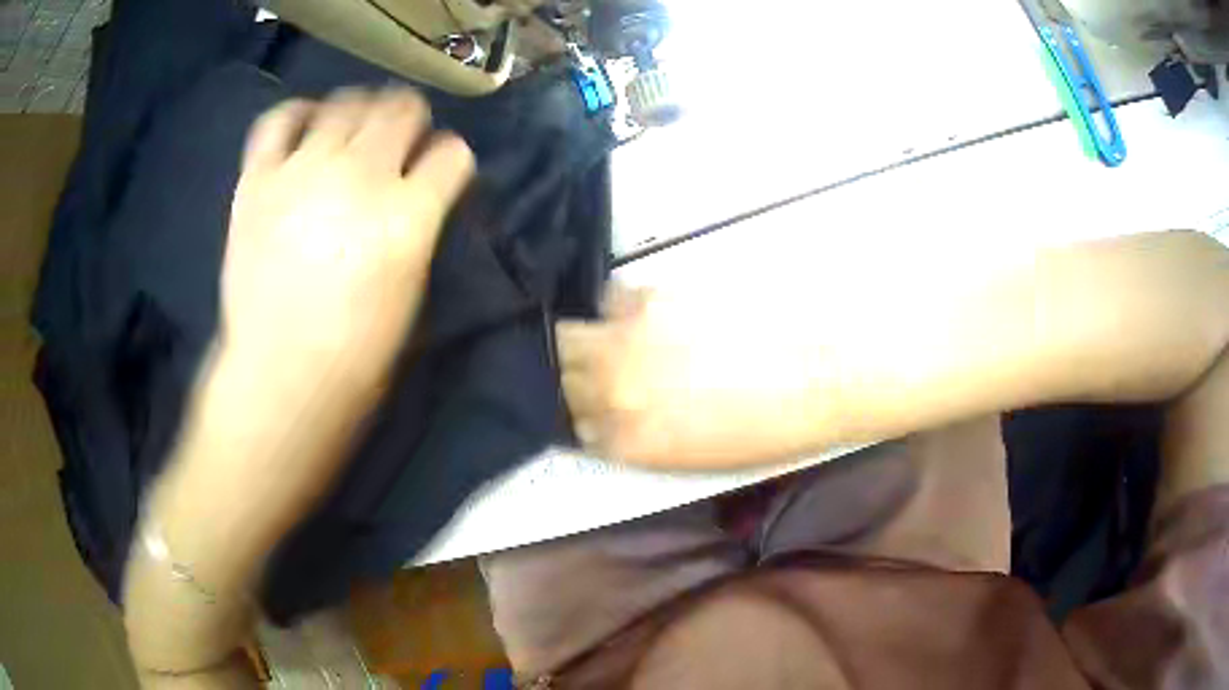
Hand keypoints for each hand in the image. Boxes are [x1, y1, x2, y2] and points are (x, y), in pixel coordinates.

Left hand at [221, 88, 473, 402]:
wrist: (280, 376)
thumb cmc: (356, 353)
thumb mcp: (413, 291)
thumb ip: (421, 228)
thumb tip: (419, 193)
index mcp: (408, 215)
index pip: (452, 154)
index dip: (450, 158)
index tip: (439, 171)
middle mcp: (360, 176)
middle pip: (402, 109)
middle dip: (410, 120)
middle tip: (398, 141)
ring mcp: (303, 170)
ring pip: (347, 101)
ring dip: (361, 110)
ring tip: (353, 130)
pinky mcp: (258, 178)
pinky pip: (280, 118)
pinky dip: (297, 113)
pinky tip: (306, 126)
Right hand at [558, 286, 826, 468]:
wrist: (821, 375)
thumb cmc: (772, 430)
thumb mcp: (700, 458)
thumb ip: (645, 441)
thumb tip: (621, 420)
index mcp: (631, 442)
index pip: (575, 427)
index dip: (587, 414)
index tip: (597, 404)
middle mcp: (617, 392)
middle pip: (565, 377)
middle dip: (581, 376)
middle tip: (609, 368)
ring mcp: (630, 341)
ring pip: (574, 335)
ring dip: (590, 338)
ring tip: (623, 336)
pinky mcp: (654, 297)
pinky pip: (612, 297)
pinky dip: (622, 306)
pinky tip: (651, 311)